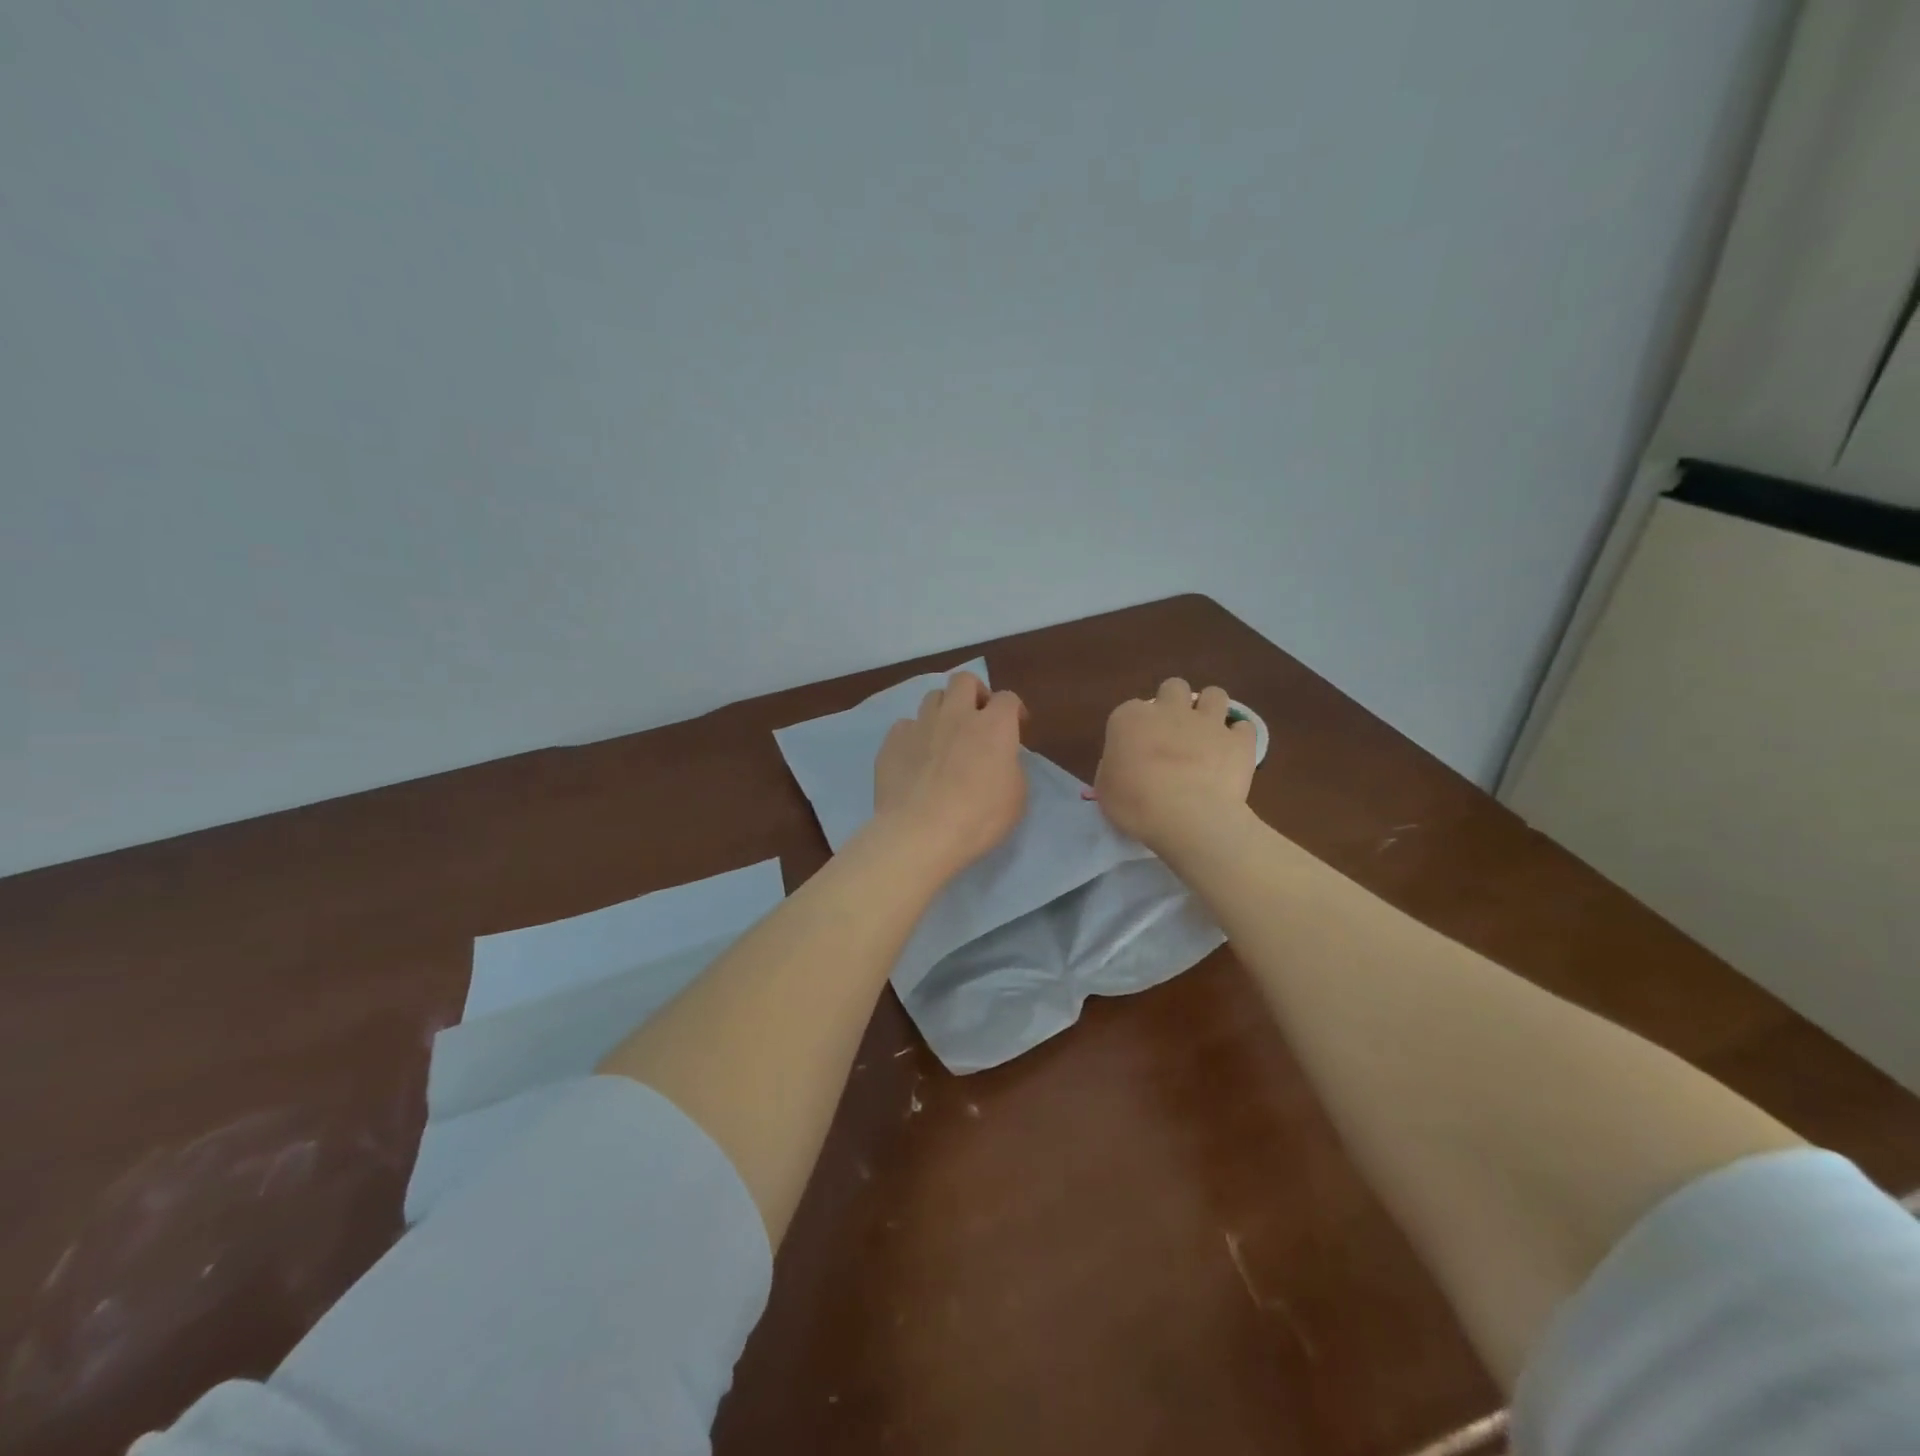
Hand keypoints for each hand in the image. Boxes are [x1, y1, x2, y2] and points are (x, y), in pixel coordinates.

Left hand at [872, 671, 1026, 878]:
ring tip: (944, 736)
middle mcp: (956, 715)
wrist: (920, 833)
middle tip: (977, 717)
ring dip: (943, 710)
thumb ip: (1010, 766)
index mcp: (993, 726)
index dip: (1013, 709)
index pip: (1007, 698)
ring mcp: (920, 725)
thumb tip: (1000, 758)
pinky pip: (905, 725)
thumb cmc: (978, 818)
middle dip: (974, 692)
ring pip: (932, 697)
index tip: (1016, 725)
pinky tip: (915, 757)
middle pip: (964, 680)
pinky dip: (914, 735)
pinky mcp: (892, 742)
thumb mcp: (1016, 797)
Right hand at [1093, 679, 1256, 853]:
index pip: (1130, 710)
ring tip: (1207, 733)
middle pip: (1173, 688)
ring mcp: (1207, 722)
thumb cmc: (1135, 805)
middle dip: (1174, 703)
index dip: (1135, 728)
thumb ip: (1114, 767)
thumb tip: (1125, 764)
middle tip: (1173, 731)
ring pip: (1214, 694)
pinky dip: (1238, 737)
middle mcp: (1169, 710)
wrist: (1188, 817)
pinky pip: (1243, 727)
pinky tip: (1232, 753)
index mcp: (1130, 718)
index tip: (1136, 749)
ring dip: (1210, 709)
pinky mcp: (1238, 740)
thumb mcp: (1106, 789)